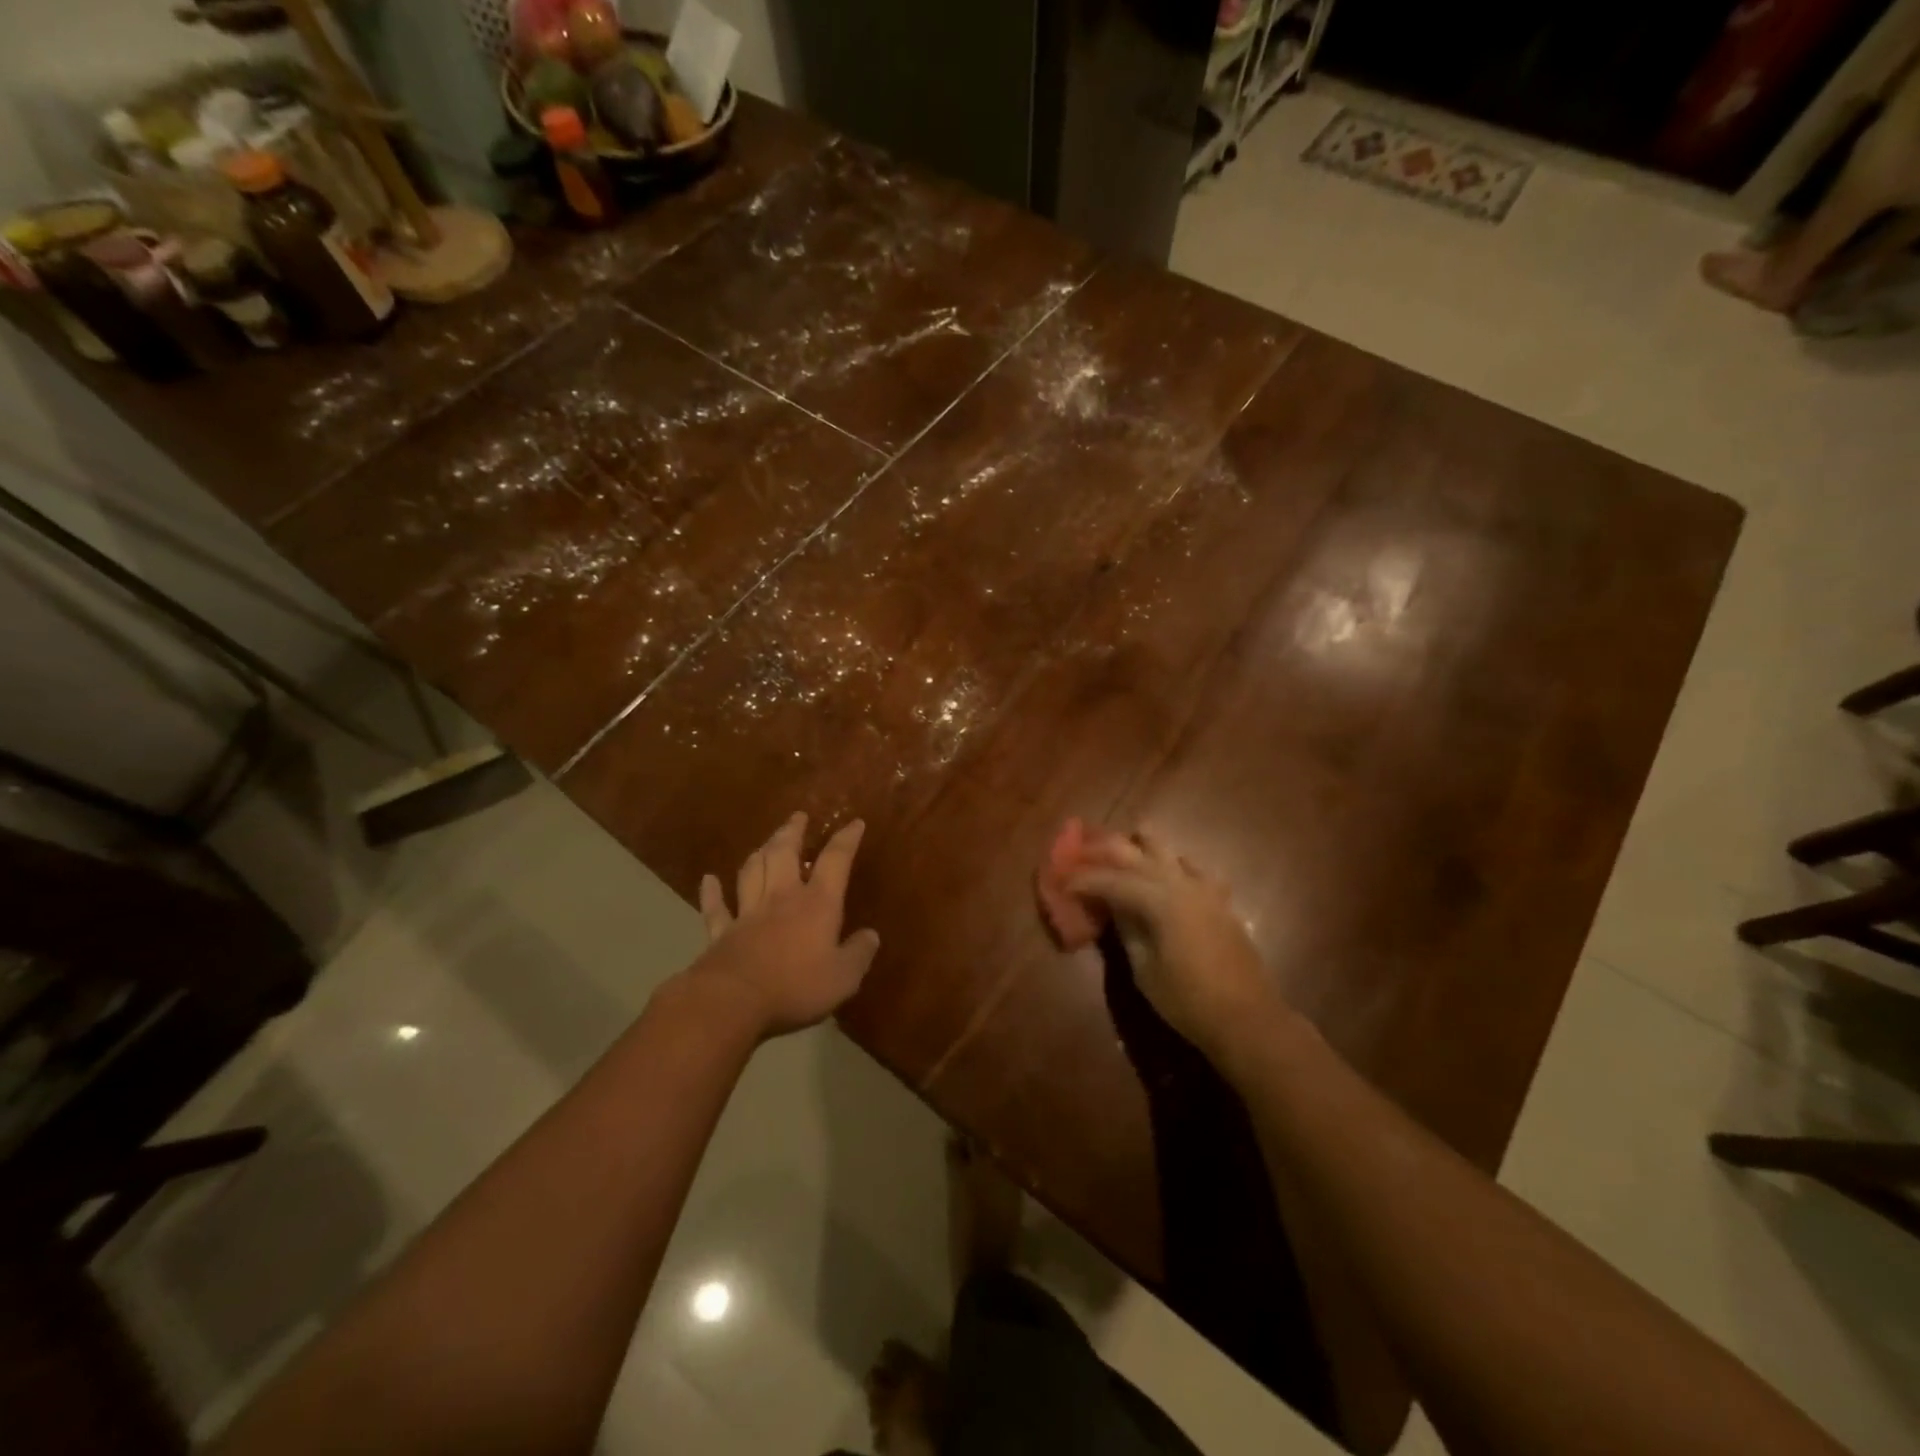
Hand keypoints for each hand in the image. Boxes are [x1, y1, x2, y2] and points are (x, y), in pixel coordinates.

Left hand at [683, 812, 879, 1038]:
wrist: (733, 1001)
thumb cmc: (796, 986)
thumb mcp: (843, 977)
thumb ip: (859, 953)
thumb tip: (871, 935)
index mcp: (817, 903)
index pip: (835, 861)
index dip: (846, 840)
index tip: (854, 823)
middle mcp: (781, 897)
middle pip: (784, 853)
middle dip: (792, 832)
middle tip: (797, 817)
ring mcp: (747, 912)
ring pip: (752, 871)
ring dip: (759, 852)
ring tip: (765, 842)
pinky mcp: (720, 932)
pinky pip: (716, 907)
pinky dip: (711, 892)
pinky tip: (708, 879)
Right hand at [1068, 833, 1291, 1066]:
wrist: (1247, 1019)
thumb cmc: (1188, 1001)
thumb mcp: (1144, 968)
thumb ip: (1126, 929)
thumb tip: (1110, 906)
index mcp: (1160, 900)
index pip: (1112, 880)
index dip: (1084, 880)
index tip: (1062, 881)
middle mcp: (1182, 884)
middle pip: (1137, 853)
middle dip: (1106, 851)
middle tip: (1081, 854)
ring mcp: (1205, 889)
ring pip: (1167, 850)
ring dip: (1139, 847)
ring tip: (1118, 854)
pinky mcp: (1220, 900)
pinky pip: (1192, 869)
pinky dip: (1172, 865)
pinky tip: (1165, 874)